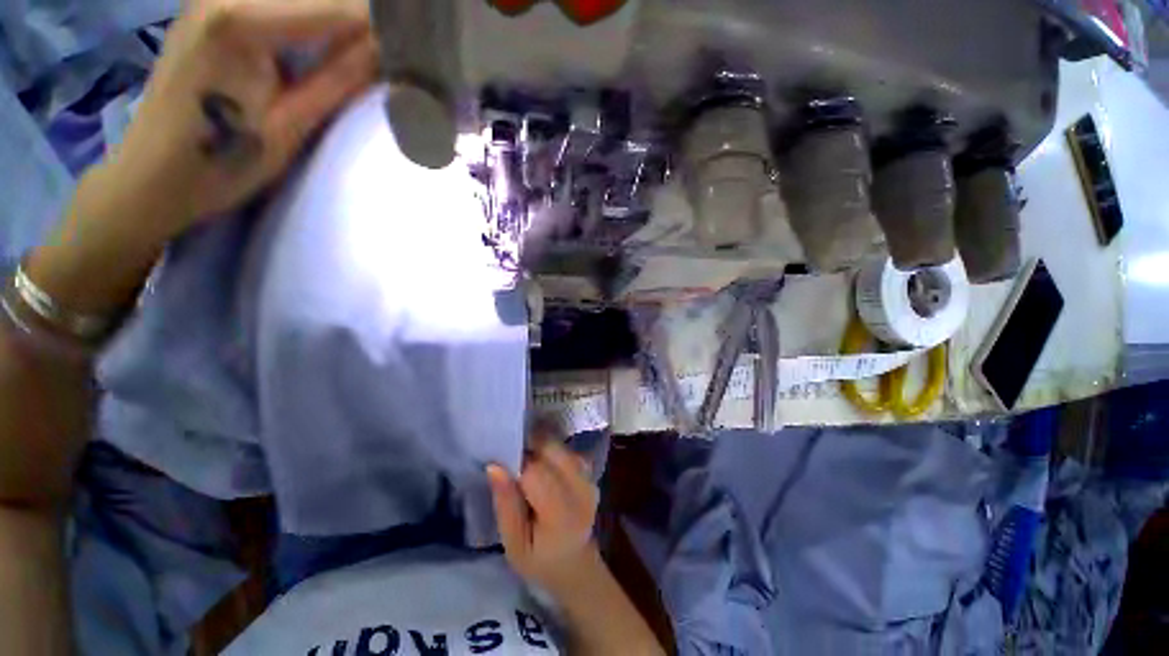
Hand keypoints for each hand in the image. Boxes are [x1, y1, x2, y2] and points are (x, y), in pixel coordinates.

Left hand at [105, 0, 377, 242]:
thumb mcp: (291, 125)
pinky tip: (327, 43)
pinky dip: (308, 17)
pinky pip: (273, 2)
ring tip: (362, 53)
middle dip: (360, 17)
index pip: (336, 6)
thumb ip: (340, 77)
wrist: (151, 174)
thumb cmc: (221, 161)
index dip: (382, 27)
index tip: (415, 51)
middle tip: (390, 53)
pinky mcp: (209, 8)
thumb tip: (388, 49)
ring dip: (335, 17)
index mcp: (242, 20)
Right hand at [488, 440, 601, 595]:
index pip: (536, 471)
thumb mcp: (514, 544)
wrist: (575, 564)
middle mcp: (581, 488)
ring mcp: (589, 477)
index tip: (500, 464)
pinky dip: (550, 451)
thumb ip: (505, 505)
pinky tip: (541, 465)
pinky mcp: (590, 471)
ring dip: (539, 447)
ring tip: (525, 464)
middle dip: (528, 447)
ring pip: (559, 445)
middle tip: (511, 460)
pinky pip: (566, 450)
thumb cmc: (540, 560)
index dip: (516, 462)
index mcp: (562, 512)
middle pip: (551, 449)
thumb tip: (495, 466)